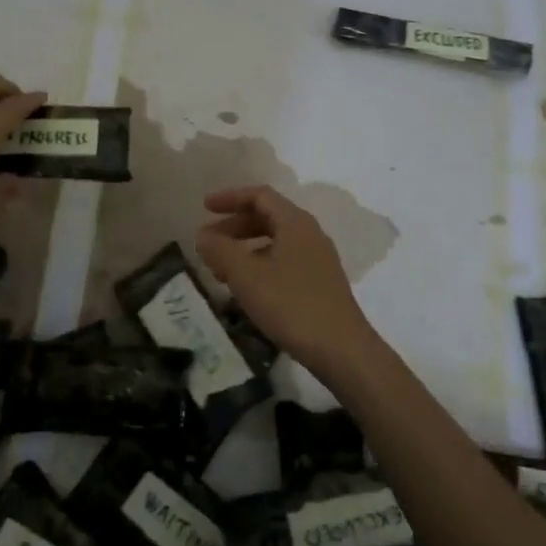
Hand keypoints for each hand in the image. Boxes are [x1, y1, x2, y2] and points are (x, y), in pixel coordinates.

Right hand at [194, 185, 377, 378]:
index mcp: (295, 222)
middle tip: (207, 243)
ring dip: (245, 248)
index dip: (230, 197)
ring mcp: (318, 258)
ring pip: (275, 241)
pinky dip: (259, 264)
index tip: (204, 207)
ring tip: (220, 270)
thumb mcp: (247, 276)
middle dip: (234, 226)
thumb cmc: (292, 305)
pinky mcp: (320, 282)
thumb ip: (221, 250)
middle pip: (267, 217)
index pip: (259, 196)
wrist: (342, 350)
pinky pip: (283, 260)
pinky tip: (246, 288)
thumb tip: (202, 235)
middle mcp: (309, 233)